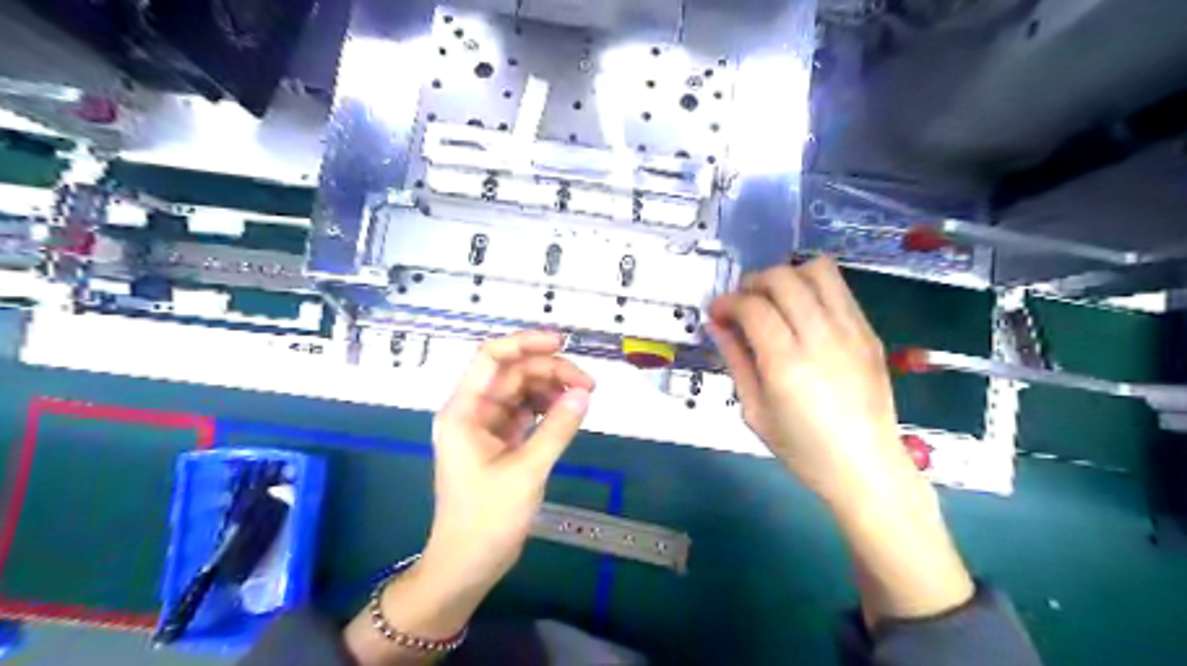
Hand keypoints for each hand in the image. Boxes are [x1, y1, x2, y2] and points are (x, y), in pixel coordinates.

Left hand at [344, 333, 593, 665]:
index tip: (562, 344)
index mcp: (464, 410)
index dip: (525, 343)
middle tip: (588, 386)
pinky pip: (526, 413)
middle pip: (512, 373)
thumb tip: (583, 394)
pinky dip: (547, 409)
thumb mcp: (527, 470)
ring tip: (583, 399)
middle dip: (550, 372)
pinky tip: (568, 413)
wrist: (468, 565)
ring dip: (551, 389)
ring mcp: (486, 427)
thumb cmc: (487, 518)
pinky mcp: (500, 442)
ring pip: (521, 391)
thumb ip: (557, 428)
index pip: (491, 358)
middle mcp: (473, 411)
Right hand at [709, 258, 911, 507]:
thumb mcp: (754, 411)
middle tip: (742, 304)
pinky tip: (803, 313)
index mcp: (786, 364)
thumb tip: (717, 325)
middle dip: (753, 282)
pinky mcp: (869, 333)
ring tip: (774, 300)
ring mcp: (851, 331)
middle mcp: (821, 338)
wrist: (866, 468)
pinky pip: (840, 290)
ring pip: (818, 271)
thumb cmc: (802, 450)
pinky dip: (814, 289)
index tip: (716, 313)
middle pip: (783, 278)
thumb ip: (736, 361)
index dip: (727, 302)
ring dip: (787, 276)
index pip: (753, 307)